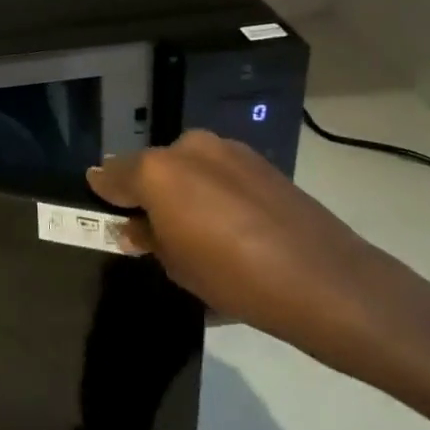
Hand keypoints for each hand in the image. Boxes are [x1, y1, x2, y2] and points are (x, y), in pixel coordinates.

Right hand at [87, 130, 411, 366]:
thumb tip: (136, 226)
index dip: (105, 196)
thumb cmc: (234, 278)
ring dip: (183, 192)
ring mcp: (228, 151)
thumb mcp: (176, 266)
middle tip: (152, 231)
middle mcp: (189, 148)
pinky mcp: (260, 162)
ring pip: (188, 168)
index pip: (112, 175)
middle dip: (147, 193)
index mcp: (158, 169)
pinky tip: (228, 229)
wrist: (326, 282)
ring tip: (195, 233)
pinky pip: (219, 174)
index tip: (104, 214)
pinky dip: (213, 193)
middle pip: (152, 168)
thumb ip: (147, 238)